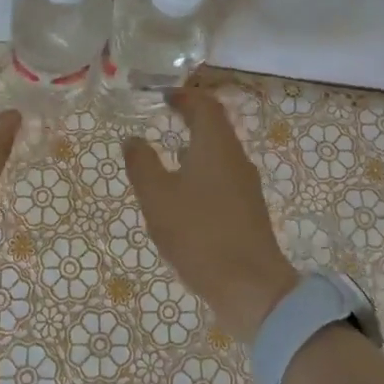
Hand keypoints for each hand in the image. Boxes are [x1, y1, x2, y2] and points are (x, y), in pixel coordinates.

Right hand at [122, 88, 297, 341]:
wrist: (251, 288)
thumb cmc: (200, 234)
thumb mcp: (158, 197)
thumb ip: (142, 164)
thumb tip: (132, 139)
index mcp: (216, 146)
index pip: (205, 105)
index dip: (184, 96)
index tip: (163, 95)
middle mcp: (236, 159)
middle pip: (216, 127)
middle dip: (190, 118)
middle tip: (163, 117)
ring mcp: (246, 186)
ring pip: (220, 153)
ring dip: (196, 145)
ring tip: (169, 152)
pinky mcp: (248, 211)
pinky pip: (223, 176)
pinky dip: (203, 170)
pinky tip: (185, 193)